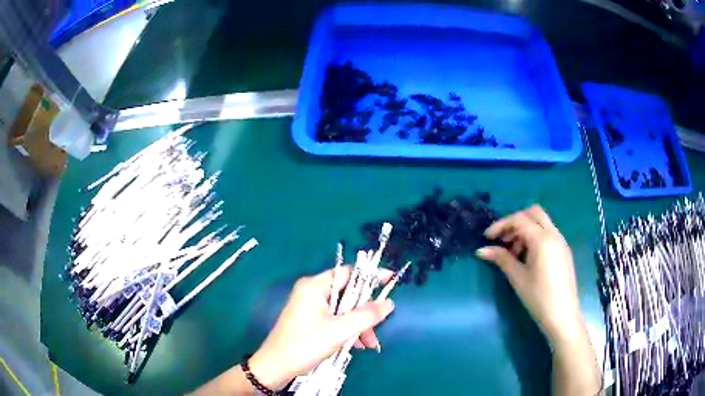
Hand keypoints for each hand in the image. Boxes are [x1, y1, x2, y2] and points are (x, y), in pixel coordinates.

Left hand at [249, 266, 394, 390]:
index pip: (348, 273)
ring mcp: (310, 307)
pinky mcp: (311, 321)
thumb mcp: (340, 330)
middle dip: (365, 313)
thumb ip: (366, 315)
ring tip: (368, 345)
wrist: (277, 367)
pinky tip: (357, 345)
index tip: (391, 280)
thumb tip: (388, 303)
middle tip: (377, 329)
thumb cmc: (305, 344)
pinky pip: (336, 320)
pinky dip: (348, 331)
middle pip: (348, 295)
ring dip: (359, 326)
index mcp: (315, 286)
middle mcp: (312, 292)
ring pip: (344, 310)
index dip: (370, 276)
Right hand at [476, 205, 584, 345]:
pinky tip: (527, 258)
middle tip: (502, 239)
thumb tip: (481, 250)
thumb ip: (501, 259)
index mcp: (542, 239)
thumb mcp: (517, 277)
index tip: (487, 238)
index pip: (519, 219)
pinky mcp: (563, 250)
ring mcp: (561, 241)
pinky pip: (548, 233)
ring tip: (513, 254)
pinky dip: (535, 237)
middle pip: (533, 213)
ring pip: (541, 223)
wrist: (562, 315)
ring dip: (525, 230)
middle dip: (515, 222)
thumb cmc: (538, 297)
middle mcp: (554, 234)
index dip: (500, 225)